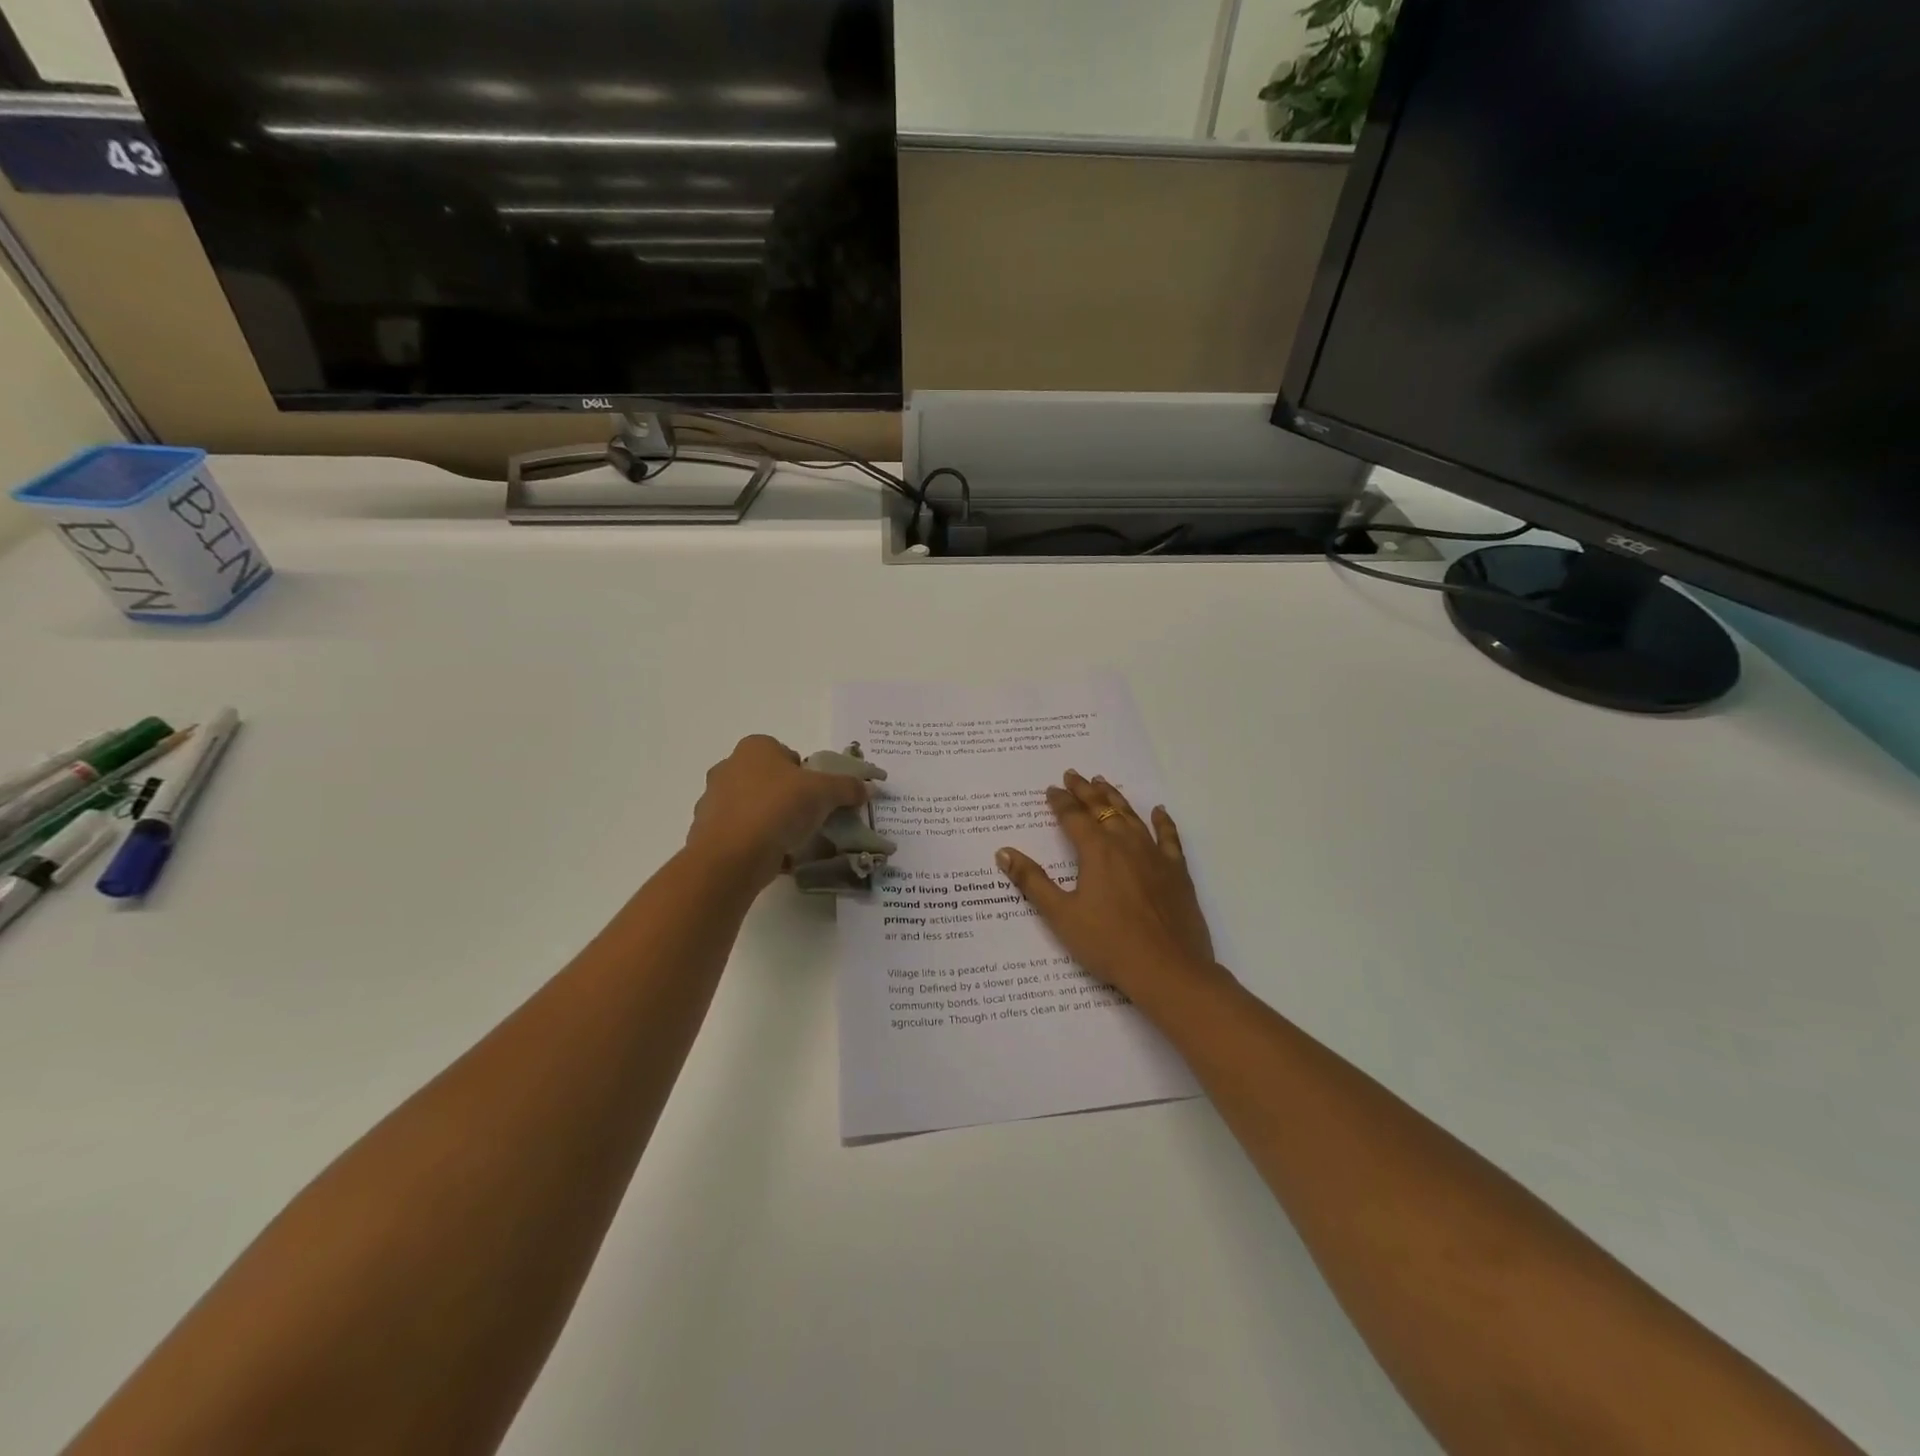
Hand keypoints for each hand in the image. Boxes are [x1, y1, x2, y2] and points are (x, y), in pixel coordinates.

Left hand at [687, 736, 880, 889]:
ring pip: (753, 808)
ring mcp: (713, 801)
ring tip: (794, 842)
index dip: (806, 773)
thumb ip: (846, 787)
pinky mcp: (708, 833)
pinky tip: (775, 859)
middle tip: (809, 818)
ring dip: (772, 821)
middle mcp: (728, 767)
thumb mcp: (824, 793)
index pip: (786, 753)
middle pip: (769, 780)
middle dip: (788, 797)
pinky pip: (742, 834)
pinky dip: (758, 844)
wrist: (732, 855)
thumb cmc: (778, 807)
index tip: (818, 795)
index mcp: (754, 748)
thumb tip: (867, 787)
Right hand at [997, 771, 1219, 1004]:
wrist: (1167, 968)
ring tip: (1104, 783)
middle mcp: (1125, 844)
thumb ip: (1032, 881)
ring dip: (1116, 797)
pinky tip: (1159, 812)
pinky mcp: (1177, 871)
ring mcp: (1155, 855)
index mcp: (1096, 851)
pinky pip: (1169, 838)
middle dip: (1085, 790)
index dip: (1060, 802)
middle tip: (1073, 775)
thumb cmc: (1108, 943)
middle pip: (1102, 808)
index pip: (1073, 817)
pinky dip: (1163, 822)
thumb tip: (1004, 853)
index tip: (1051, 789)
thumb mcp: (1061, 915)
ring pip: (1132, 816)